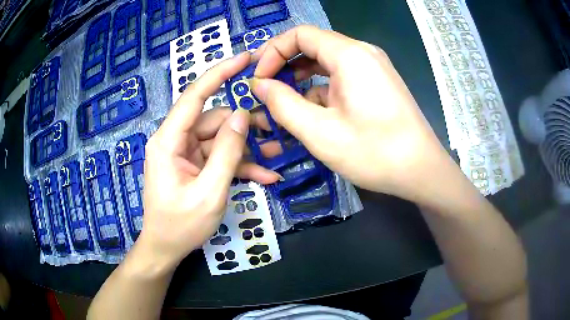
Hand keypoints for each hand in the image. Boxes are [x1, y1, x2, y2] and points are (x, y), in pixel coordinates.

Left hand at [135, 53, 279, 272]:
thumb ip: (227, 152)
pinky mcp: (194, 165)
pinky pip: (219, 157)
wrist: (165, 248)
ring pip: (221, 139)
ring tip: (276, 156)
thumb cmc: (180, 225)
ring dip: (247, 148)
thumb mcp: (209, 192)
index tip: (245, 57)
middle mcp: (176, 140)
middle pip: (215, 120)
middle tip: (275, 133)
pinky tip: (264, 176)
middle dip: (245, 126)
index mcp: (169, 141)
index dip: (220, 73)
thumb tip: (242, 116)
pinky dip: (239, 165)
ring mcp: (186, 153)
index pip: (194, 95)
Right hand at [251, 25, 455, 203]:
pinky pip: (342, 76)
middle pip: (313, 45)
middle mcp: (363, 53)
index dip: (273, 51)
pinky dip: (322, 88)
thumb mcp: (320, 132)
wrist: (422, 171)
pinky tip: (313, 111)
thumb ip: (283, 104)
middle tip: (266, 90)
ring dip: (302, 78)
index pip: (300, 34)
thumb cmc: (374, 152)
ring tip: (284, 102)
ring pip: (327, 62)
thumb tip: (261, 86)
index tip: (259, 79)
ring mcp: (373, 68)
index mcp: (349, 54)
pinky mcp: (378, 83)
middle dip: (285, 65)